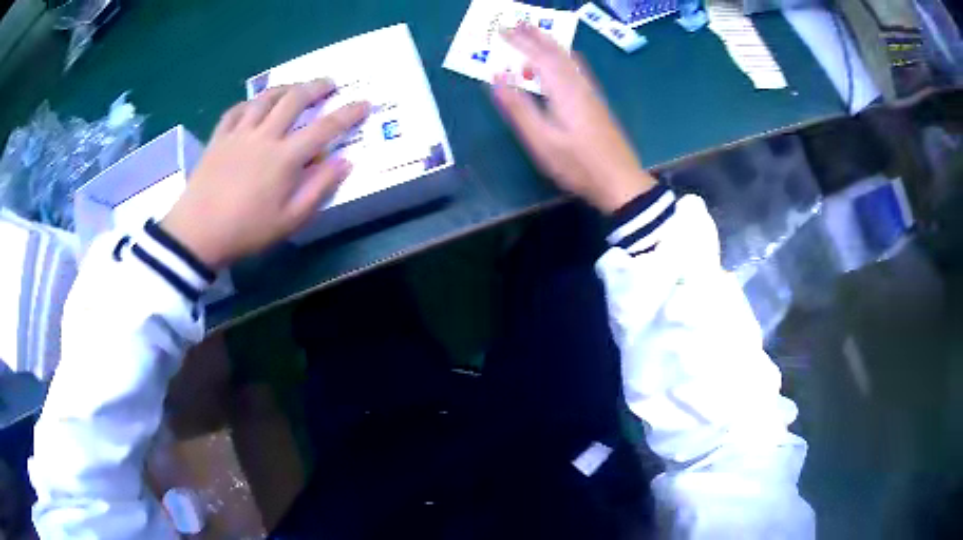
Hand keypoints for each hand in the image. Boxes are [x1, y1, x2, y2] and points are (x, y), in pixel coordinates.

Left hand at [161, 80, 369, 269]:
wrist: (197, 234)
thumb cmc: (246, 231)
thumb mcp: (289, 221)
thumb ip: (318, 189)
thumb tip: (344, 162)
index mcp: (285, 157)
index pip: (324, 128)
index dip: (348, 114)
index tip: (364, 103)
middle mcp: (264, 136)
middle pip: (294, 100)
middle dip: (316, 87)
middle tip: (329, 83)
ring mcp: (238, 134)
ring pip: (265, 98)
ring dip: (285, 88)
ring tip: (295, 87)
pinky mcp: (218, 138)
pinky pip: (235, 110)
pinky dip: (249, 103)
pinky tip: (254, 105)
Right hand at [491, 24, 655, 213]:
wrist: (619, 181)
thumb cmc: (578, 165)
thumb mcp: (542, 141)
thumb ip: (519, 108)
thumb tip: (497, 77)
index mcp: (564, 91)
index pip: (538, 57)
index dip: (520, 42)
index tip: (502, 29)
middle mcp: (579, 86)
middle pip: (556, 53)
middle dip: (535, 36)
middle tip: (518, 22)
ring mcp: (591, 94)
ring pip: (569, 59)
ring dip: (551, 44)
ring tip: (537, 34)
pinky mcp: (597, 103)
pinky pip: (578, 69)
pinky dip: (565, 57)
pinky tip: (567, 60)